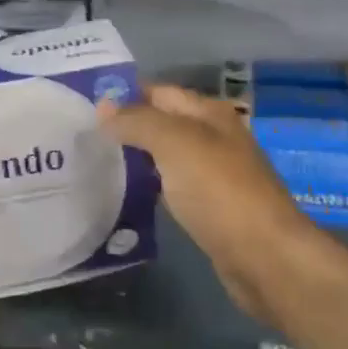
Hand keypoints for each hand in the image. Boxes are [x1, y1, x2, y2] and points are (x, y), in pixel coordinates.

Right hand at [99, 83, 324, 322]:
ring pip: (166, 156)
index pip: (160, 92)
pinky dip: (150, 186)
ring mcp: (214, 175)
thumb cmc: (219, 190)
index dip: (125, 94)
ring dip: (136, 157)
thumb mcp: (175, 143)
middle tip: (83, 135)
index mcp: (210, 114)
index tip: (84, 104)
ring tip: (94, 161)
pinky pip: (173, 187)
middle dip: (127, 126)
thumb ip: (138, 121)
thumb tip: (103, 107)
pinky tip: (126, 195)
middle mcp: (214, 138)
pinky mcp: (211, 209)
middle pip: (163, 123)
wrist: (264, 256)